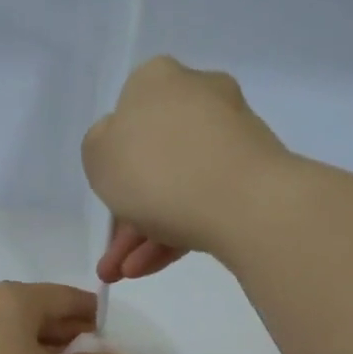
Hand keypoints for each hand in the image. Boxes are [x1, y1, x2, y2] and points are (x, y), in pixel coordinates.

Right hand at [82, 55, 290, 283]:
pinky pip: (203, 200)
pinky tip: (153, 267)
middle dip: (127, 212)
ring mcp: (231, 134)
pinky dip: (176, 232)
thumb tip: (124, 147)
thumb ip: (101, 146)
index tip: (107, 193)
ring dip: (145, 233)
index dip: (112, 157)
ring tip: (126, 273)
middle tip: (113, 254)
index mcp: (157, 79)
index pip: (126, 112)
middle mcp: (198, 95)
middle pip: (152, 156)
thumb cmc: (157, 169)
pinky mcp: (253, 171)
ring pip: (176, 185)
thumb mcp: (99, 155)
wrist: (245, 202)